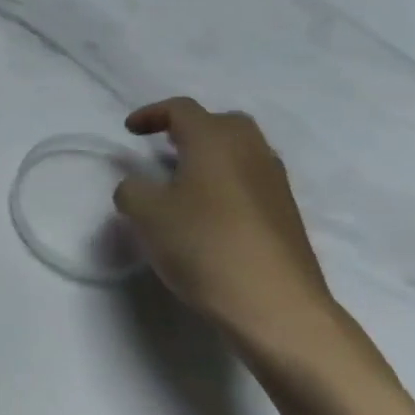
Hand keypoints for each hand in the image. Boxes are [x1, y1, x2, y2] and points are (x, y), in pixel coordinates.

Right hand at [114, 98, 336, 350]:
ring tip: (183, 182)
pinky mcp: (285, 213)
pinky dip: (226, 182)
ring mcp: (274, 182)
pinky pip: (250, 180)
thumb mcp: (147, 215)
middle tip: (163, 148)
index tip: (129, 130)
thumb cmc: (204, 246)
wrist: (275, 305)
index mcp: (215, 140)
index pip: (182, 109)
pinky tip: (209, 213)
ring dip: (210, 157)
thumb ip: (132, 190)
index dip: (151, 114)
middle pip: (220, 123)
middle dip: (189, 129)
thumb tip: (137, 185)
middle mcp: (251, 151)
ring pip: (240, 152)